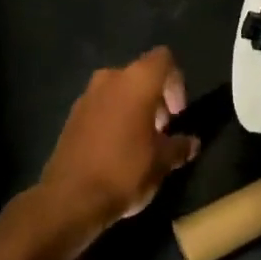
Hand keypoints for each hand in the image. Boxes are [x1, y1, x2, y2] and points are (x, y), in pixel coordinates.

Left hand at [39, 47, 198, 233]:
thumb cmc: (124, 170)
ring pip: (119, 91)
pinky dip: (113, 119)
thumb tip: (192, 143)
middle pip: (141, 75)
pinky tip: (117, 150)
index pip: (164, 59)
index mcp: (137, 81)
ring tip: (140, 142)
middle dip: (155, 98)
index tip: (177, 114)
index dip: (176, 82)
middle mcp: (110, 78)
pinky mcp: (71, 117)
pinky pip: (101, 107)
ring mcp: (86, 96)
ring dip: (133, 108)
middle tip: (162, 130)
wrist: (68, 199)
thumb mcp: (162, 162)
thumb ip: (180, 146)